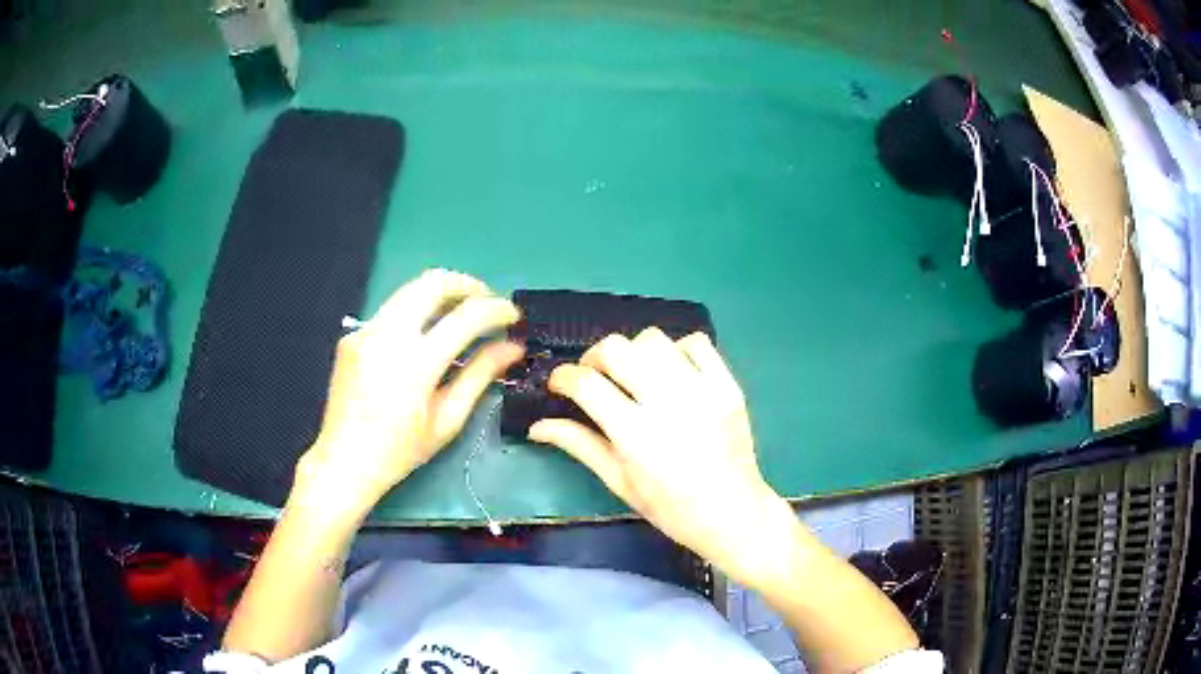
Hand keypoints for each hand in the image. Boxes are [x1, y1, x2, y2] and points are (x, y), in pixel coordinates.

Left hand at [291, 269, 523, 519]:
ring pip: (409, 290)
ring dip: (441, 293)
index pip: (466, 316)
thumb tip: (513, 347)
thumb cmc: (400, 451)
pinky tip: (422, 339)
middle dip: (467, 285)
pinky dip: (415, 313)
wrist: (344, 460)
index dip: (497, 309)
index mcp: (415, 364)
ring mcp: (366, 331)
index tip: (513, 315)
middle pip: (433, 282)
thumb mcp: (447, 419)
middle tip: (486, 302)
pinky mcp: (353, 335)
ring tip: (460, 314)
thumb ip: (481, 375)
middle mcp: (387, 335)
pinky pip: (391, 311)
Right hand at [528, 328, 788, 584]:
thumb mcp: (619, 482)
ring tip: (635, 375)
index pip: (586, 383)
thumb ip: (579, 445)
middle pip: (617, 349)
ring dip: (634, 352)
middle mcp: (668, 404)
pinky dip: (677, 350)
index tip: (559, 384)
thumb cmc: (670, 508)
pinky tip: (673, 373)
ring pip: (654, 339)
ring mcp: (703, 390)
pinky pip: (696, 342)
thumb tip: (536, 426)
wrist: (733, 513)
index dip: (563, 377)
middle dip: (594, 357)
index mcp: (635, 435)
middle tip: (594, 376)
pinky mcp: (728, 385)